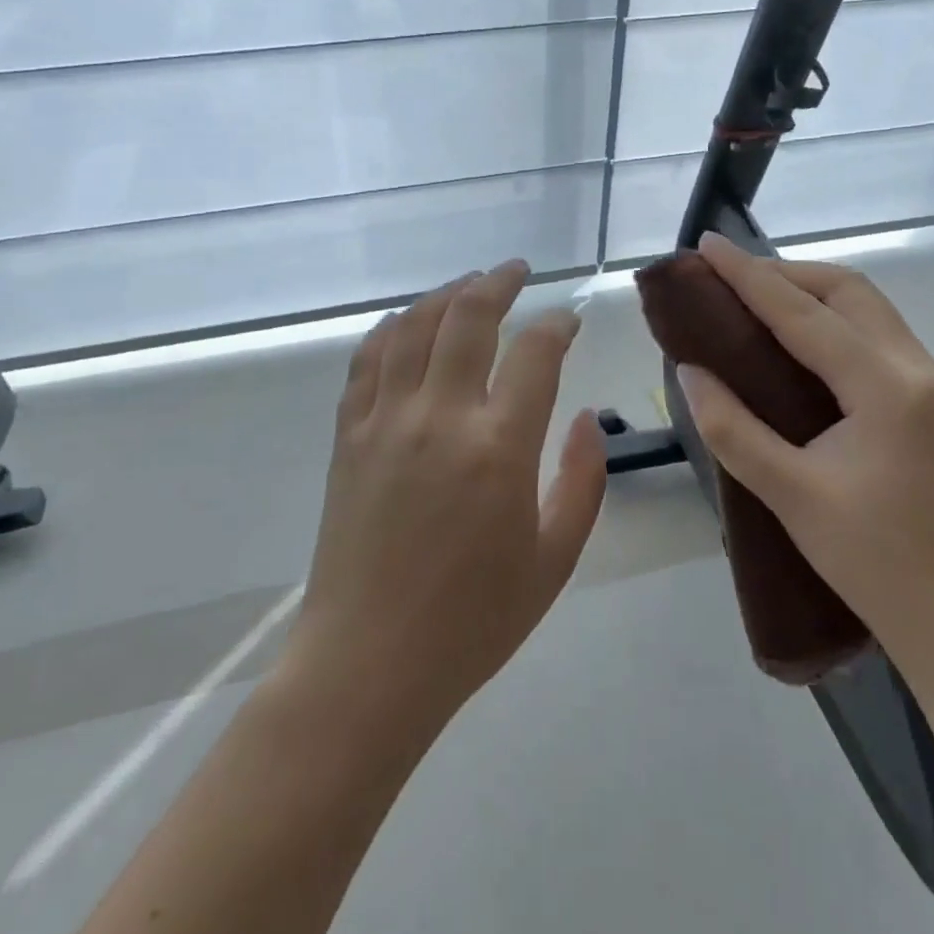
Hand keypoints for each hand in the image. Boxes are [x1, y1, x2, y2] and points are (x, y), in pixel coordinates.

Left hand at [287, 259, 608, 735]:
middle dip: (498, 282)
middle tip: (516, 270)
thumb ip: (582, 482)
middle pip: (468, 317)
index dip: (556, 325)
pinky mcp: (348, 435)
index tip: (568, 320)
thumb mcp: (554, 560)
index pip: (535, 353)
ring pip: (414, 327)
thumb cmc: (473, 621)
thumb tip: (584, 420)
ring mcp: (386, 420)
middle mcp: (440, 416)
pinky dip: (391, 329)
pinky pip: (368, 360)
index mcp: (499, 447)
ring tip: (467, 285)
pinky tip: (406, 322)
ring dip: (444, 295)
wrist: (369, 663)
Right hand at [675, 232, 933, 663]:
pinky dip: (832, 320)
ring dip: (811, 293)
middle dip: (785, 272)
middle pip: (848, 290)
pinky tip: (798, 340)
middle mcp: (918, 368)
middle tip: (728, 277)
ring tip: (755, 298)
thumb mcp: (790, 495)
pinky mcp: (933, 403)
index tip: (707, 245)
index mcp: (886, 386)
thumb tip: (689, 371)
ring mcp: (933, 384)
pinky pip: (876, 335)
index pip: (803, 313)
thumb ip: (731, 427)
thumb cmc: (875, 563)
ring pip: (867, 308)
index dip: (749, 276)